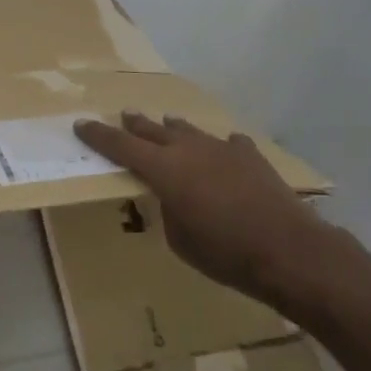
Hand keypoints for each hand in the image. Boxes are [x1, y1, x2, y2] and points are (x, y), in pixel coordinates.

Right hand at [75, 111, 360, 309]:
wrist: (289, 250)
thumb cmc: (226, 254)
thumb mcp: (181, 241)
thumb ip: (169, 210)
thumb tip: (173, 197)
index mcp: (164, 170)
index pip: (121, 146)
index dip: (99, 135)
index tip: (81, 124)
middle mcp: (187, 149)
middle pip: (153, 129)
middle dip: (135, 124)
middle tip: (124, 116)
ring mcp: (220, 147)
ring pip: (188, 130)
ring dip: (174, 129)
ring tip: (167, 124)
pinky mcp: (249, 154)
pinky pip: (227, 143)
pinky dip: (219, 148)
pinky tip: (224, 151)